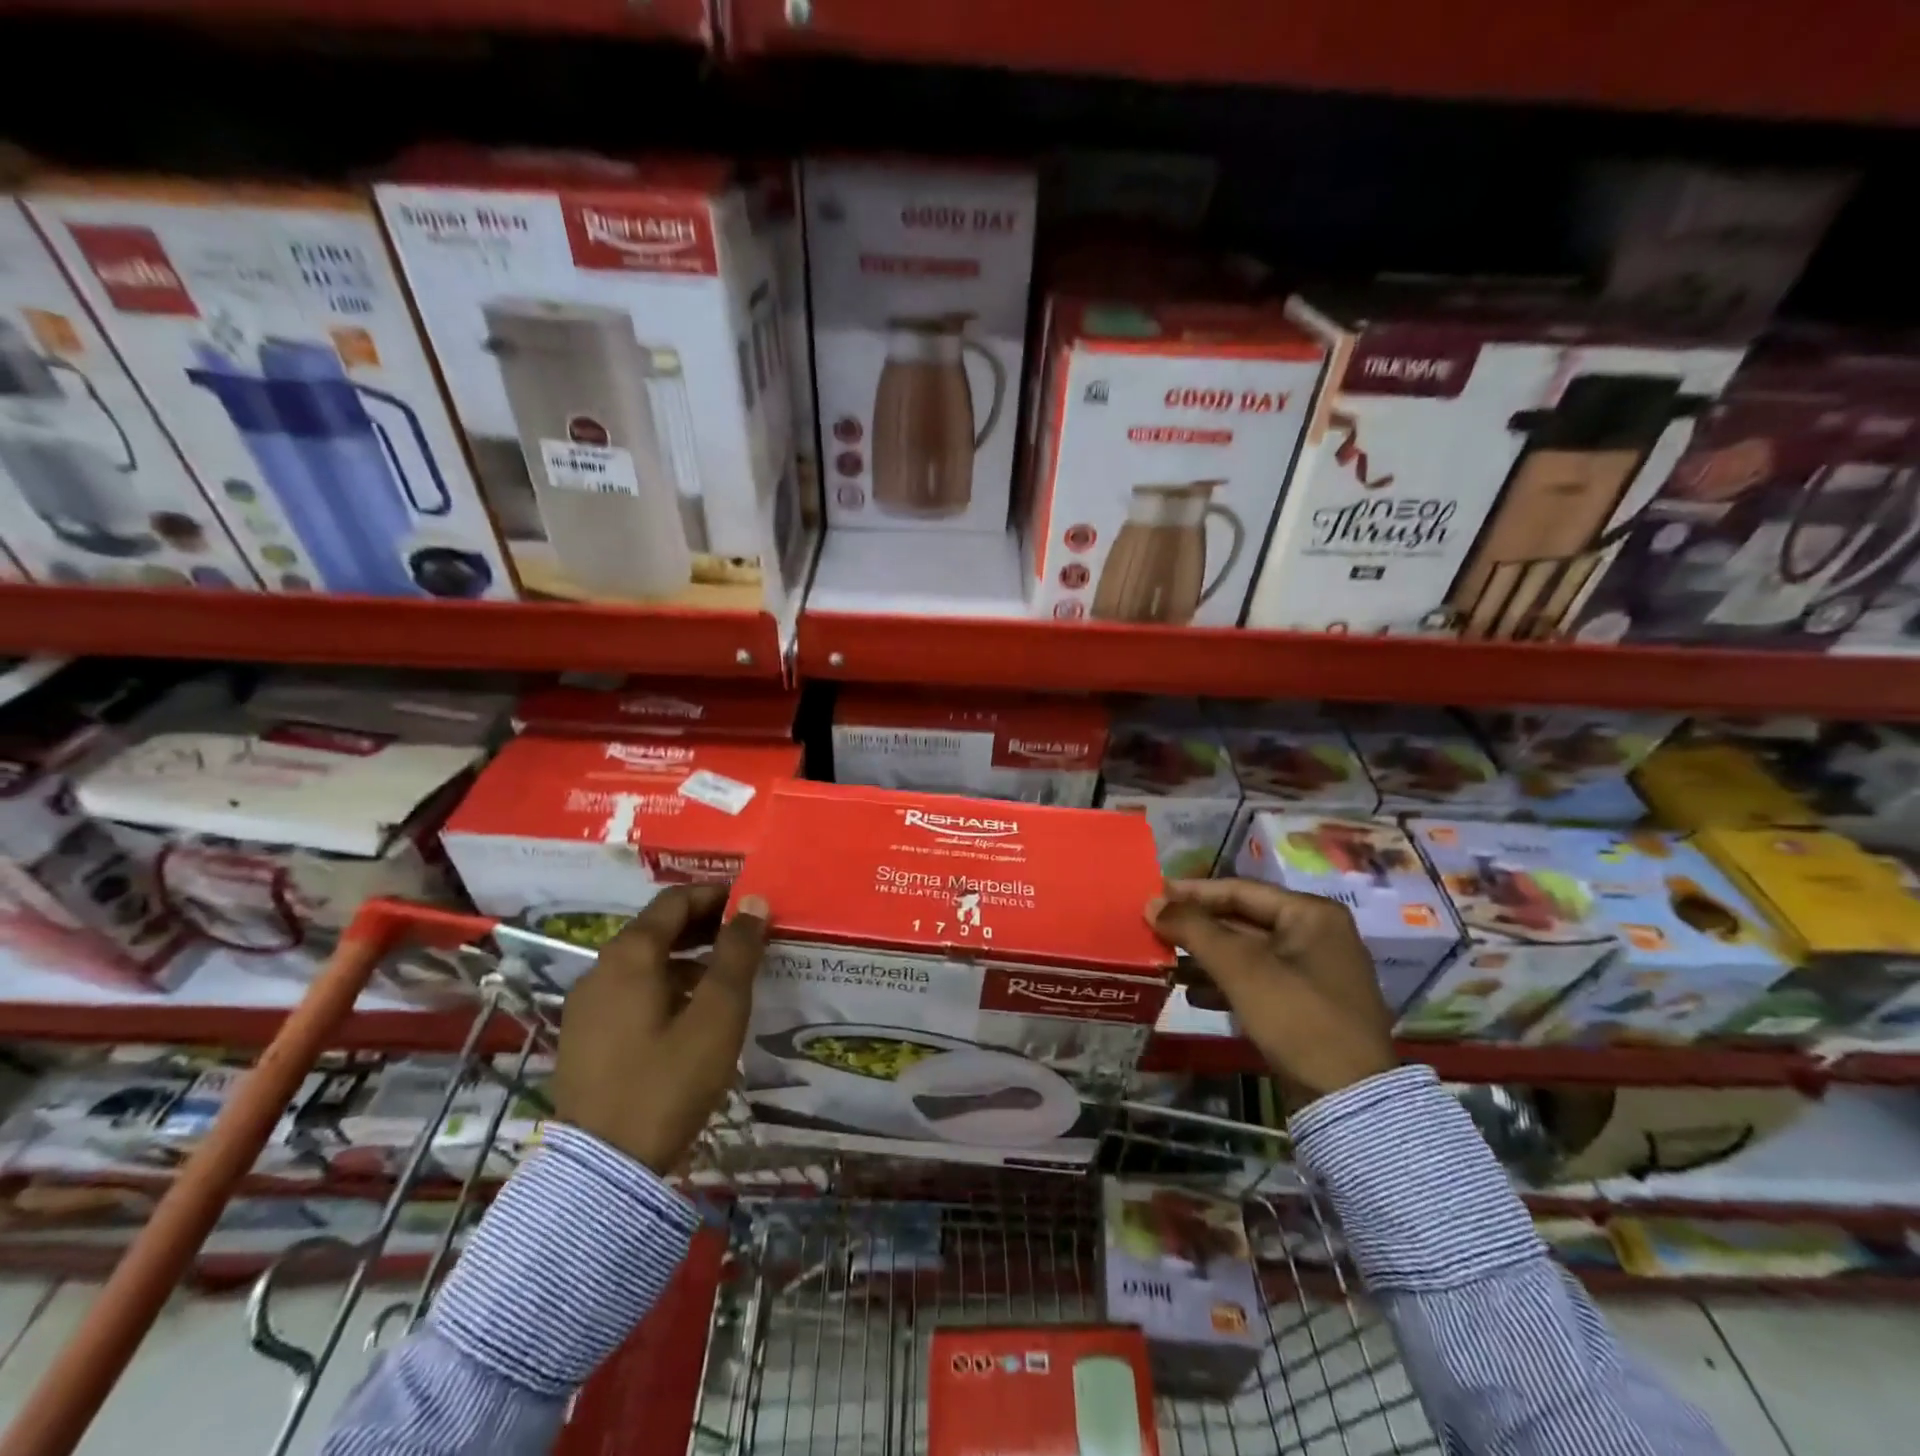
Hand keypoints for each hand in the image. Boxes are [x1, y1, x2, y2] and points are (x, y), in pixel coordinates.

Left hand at [551, 884, 769, 1173]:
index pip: (675, 901)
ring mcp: (586, 1004)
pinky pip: (631, 989)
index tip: (751, 904)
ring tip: (726, 975)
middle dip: (704, 924)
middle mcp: (600, 968)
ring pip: (644, 961)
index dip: (716, 895)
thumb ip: (738, 954)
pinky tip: (690, 1012)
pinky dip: (665, 983)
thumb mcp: (718, 1014)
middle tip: (746, 937)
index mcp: (630, 955)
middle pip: (657, 928)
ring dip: (686, 956)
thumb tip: (753, 903)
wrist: (601, 1169)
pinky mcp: (584, 1035)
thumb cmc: (667, 1082)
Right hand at [1146, 878, 1396, 1110]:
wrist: (1349, 1099)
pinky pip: (1256, 980)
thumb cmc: (1297, 1016)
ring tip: (1166, 961)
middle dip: (1198, 927)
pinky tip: (1193, 994)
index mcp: (1311, 914)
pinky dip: (1225, 982)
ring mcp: (1313, 972)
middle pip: (1243, 919)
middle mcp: (1316, 934)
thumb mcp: (1241, 968)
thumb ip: (1194, 930)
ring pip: (1246, 952)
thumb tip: (1152, 903)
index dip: (1193, 892)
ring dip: (1206, 956)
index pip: (1240, 890)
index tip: (1154, 895)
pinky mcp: (1305, 1005)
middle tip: (1155, 927)